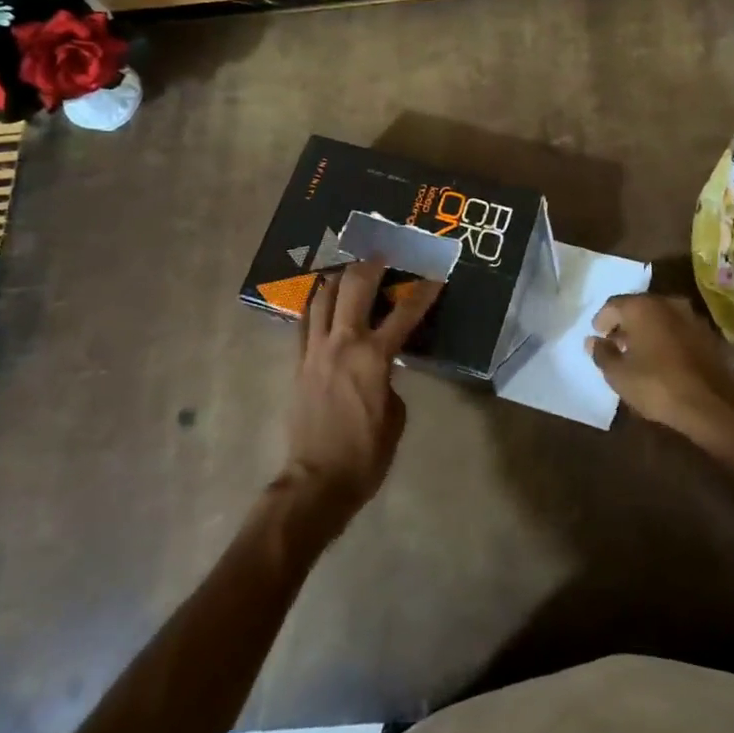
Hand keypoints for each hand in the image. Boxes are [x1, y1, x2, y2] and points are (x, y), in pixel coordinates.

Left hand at [278, 259, 441, 531]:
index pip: (405, 313)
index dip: (424, 291)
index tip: (435, 273)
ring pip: (323, 296)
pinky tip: (321, 295)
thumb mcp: (395, 415)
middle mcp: (343, 343)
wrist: (317, 481)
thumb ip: (391, 380)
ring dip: (339, 276)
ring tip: (350, 266)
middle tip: (383, 252)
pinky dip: (315, 303)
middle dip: (372, 264)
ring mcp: (315, 350)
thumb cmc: (366, 454)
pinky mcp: (298, 362)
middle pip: (355, 287)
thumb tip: (384, 367)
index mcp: (374, 357)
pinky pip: (304, 322)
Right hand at [587, 294, 733, 451]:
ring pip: (661, 317)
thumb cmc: (657, 385)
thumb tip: (593, 341)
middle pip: (639, 307)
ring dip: (648, 330)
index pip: (613, 304)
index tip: (598, 336)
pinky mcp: (709, 334)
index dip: (602, 320)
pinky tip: (664, 358)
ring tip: (639, 352)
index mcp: (642, 307)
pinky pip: (679, 329)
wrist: (712, 404)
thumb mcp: (618, 375)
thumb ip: (602, 354)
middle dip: (625, 323)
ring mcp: (692, 316)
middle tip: (616, 343)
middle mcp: (668, 303)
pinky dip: (668, 338)